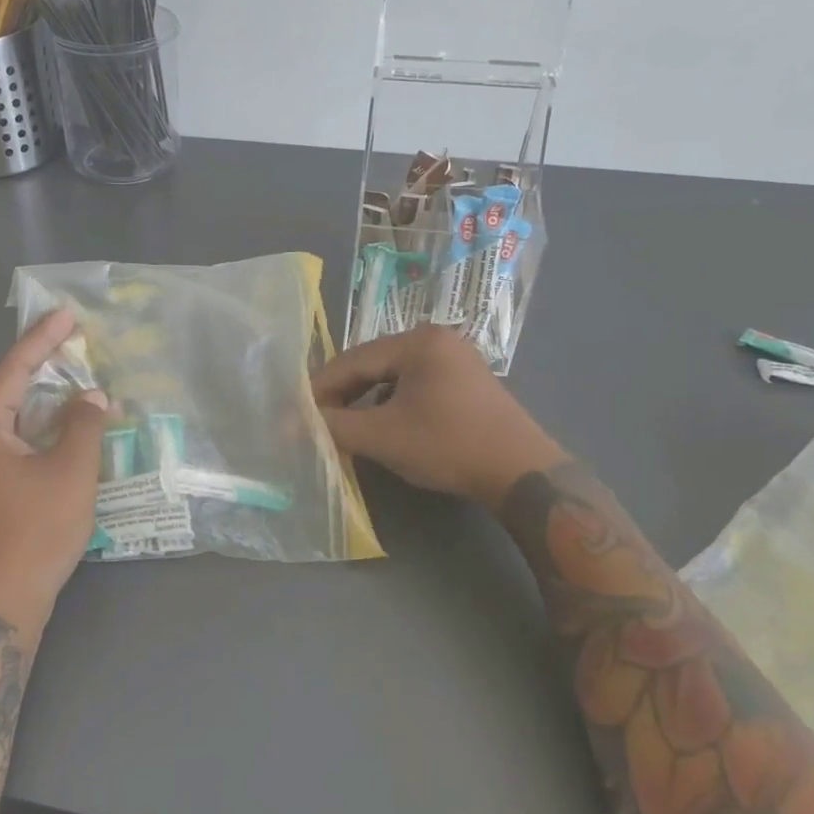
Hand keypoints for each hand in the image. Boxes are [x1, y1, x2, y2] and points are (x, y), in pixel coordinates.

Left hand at [0, 309, 108, 631]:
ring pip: (10, 421)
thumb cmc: (32, 533)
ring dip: (44, 404)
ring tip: (77, 384)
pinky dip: (37, 432)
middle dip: (44, 369)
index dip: (42, 339)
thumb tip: (92, 396)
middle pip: (7, 392)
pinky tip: (63, 433)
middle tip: (77, 346)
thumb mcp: (70, 473)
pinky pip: (9, 445)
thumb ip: (84, 425)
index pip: (13, 369)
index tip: (67, 313)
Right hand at [312, 326, 566, 507]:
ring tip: (347, 426)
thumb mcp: (383, 437)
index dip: (320, 387)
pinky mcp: (467, 381)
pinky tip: (384, 426)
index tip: (295, 411)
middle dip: (343, 394)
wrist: (522, 474)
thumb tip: (290, 424)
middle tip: (318, 420)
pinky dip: (393, 403)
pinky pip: (416, 384)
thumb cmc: (448, 446)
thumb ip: (334, 426)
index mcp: (417, 341)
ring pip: (394, 376)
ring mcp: (456, 358)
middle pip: (373, 364)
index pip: (353, 359)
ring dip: (367, 400)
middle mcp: (437, 339)